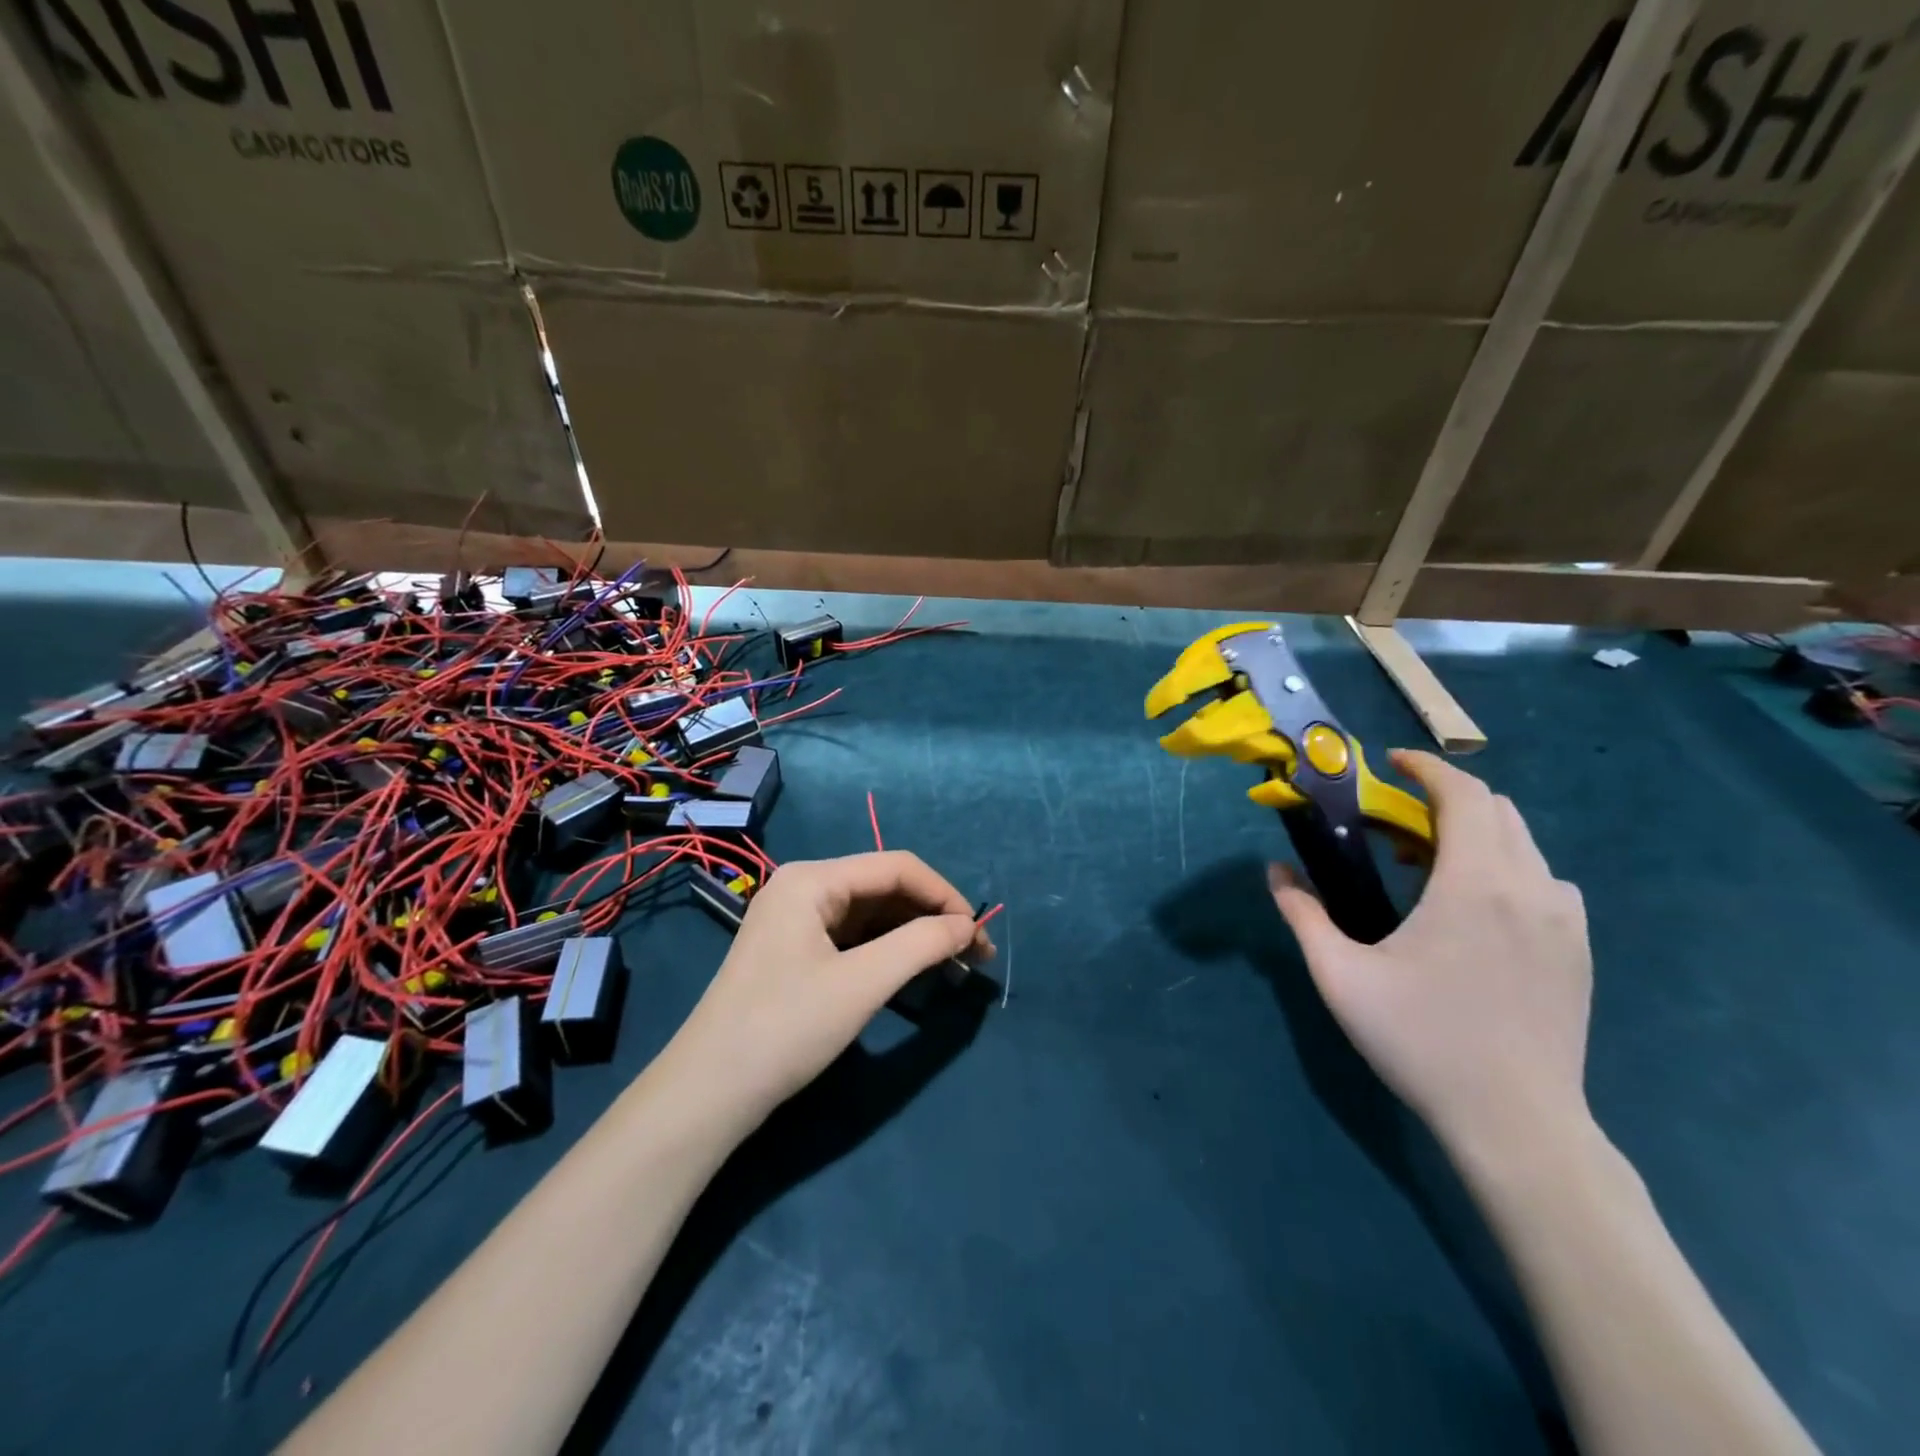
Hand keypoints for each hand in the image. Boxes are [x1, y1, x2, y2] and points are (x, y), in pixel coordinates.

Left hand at [668, 852, 993, 1128]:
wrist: (708, 1093)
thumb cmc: (786, 1028)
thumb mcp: (862, 984)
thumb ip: (922, 945)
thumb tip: (968, 926)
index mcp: (813, 878)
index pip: (898, 867)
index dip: (945, 895)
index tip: (980, 935)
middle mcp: (804, 886)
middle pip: (884, 887)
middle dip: (932, 917)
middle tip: (975, 956)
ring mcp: (796, 919)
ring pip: (871, 914)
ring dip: (913, 935)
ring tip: (954, 966)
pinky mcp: (794, 949)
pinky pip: (853, 936)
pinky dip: (887, 950)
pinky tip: (913, 971)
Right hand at [1268, 750, 1593, 1168]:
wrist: (1516, 1122)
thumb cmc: (1420, 1041)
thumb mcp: (1340, 976)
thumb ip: (1303, 915)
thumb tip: (1275, 872)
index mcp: (1474, 885)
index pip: (1463, 795)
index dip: (1426, 768)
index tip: (1392, 764)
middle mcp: (1530, 889)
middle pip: (1497, 810)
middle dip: (1445, 799)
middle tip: (1394, 822)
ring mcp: (1564, 921)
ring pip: (1524, 845)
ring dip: (1475, 834)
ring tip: (1429, 866)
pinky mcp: (1579, 950)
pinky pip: (1546, 882)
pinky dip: (1506, 868)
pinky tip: (1474, 909)